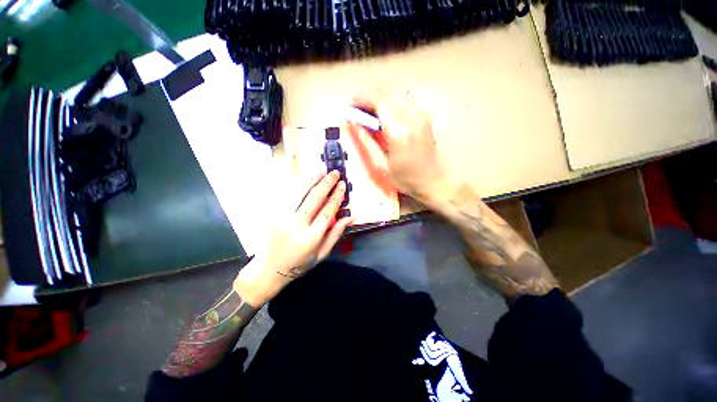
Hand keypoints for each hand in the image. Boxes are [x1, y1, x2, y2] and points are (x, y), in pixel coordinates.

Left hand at [234, 170, 353, 304]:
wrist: (269, 269)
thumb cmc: (300, 264)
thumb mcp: (322, 254)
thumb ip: (336, 234)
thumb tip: (350, 217)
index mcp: (311, 237)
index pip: (327, 211)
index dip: (336, 196)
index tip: (342, 185)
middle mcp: (297, 225)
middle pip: (314, 198)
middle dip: (326, 183)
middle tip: (334, 172)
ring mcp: (283, 218)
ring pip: (300, 194)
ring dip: (312, 180)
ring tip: (321, 170)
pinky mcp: (275, 215)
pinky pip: (289, 196)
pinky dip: (299, 186)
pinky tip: (306, 179)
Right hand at [347, 90, 454, 207]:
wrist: (433, 182)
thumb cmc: (405, 178)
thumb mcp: (381, 165)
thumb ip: (366, 142)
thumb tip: (353, 122)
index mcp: (398, 132)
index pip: (379, 101)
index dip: (363, 99)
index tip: (352, 104)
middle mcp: (412, 118)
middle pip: (389, 92)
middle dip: (370, 96)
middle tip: (359, 108)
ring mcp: (421, 116)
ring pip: (399, 93)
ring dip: (382, 97)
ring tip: (371, 110)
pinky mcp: (426, 118)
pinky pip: (407, 100)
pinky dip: (393, 101)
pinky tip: (387, 113)